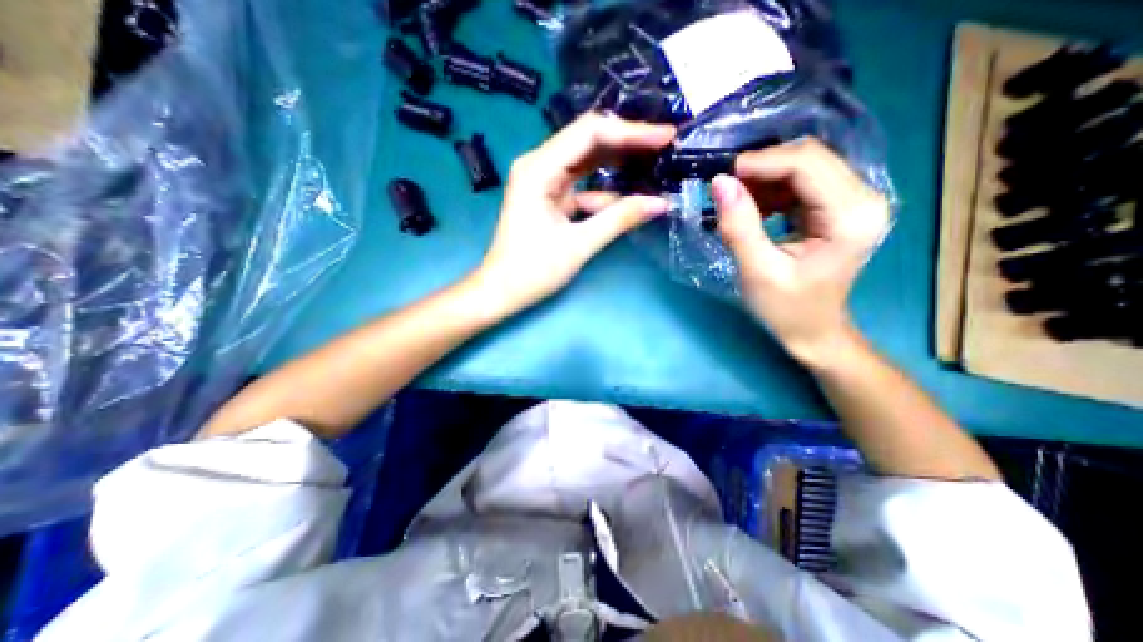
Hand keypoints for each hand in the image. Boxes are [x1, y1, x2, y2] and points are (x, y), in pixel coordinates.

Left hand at [468, 113, 670, 318]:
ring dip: (618, 163)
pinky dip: (605, 191)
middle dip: (627, 142)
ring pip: (587, 162)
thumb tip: (660, 203)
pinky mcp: (549, 198)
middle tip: (665, 145)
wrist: (501, 291)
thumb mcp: (579, 245)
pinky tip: (630, 196)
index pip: (589, 134)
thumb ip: (619, 220)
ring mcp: (544, 181)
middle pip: (588, 141)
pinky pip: (582, 186)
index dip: (630, 132)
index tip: (666, 136)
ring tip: (655, 163)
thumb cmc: (532, 271)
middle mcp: (539, 166)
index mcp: (539, 169)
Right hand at [713, 138, 892, 363]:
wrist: (812, 329)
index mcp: (850, 216)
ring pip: (805, 166)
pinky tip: (755, 208)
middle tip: (725, 189)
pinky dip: (773, 188)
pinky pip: (803, 181)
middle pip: (810, 158)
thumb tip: (721, 182)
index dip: (762, 163)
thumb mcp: (757, 271)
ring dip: (765, 178)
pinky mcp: (840, 206)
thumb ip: (739, 226)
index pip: (806, 165)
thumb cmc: (786, 308)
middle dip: (762, 168)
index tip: (722, 177)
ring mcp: (855, 200)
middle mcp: (864, 198)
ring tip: (736, 203)